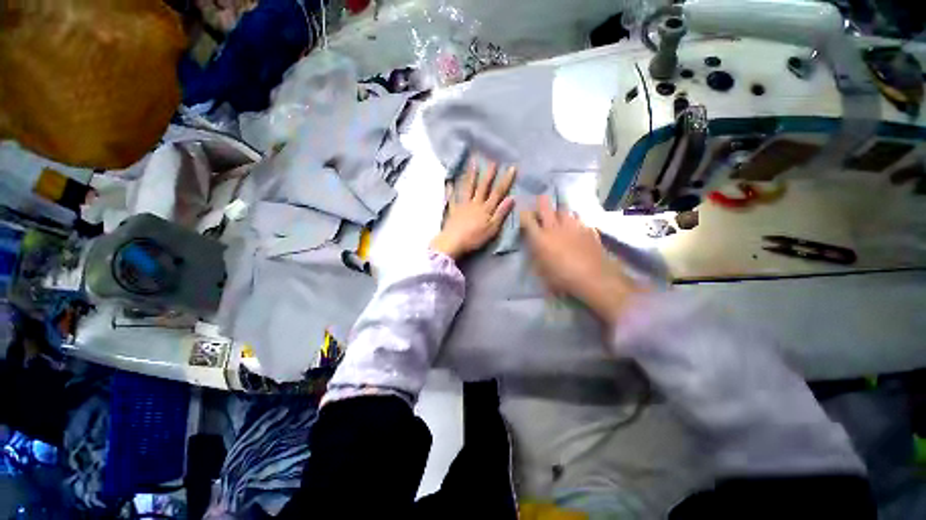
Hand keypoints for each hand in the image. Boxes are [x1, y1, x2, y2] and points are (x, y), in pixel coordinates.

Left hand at [430, 160, 516, 259]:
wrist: (453, 242)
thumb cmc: (474, 238)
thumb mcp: (492, 229)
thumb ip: (501, 213)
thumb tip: (511, 198)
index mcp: (486, 209)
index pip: (498, 192)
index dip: (505, 180)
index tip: (512, 167)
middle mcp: (475, 203)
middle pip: (483, 186)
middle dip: (488, 173)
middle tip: (492, 161)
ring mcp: (462, 205)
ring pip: (467, 187)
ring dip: (470, 175)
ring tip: (472, 163)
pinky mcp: (453, 210)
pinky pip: (451, 197)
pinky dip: (450, 189)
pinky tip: (449, 181)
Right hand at [520, 196, 643, 324]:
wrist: (593, 278)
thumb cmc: (562, 278)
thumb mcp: (541, 271)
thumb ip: (536, 256)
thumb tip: (534, 248)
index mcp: (540, 238)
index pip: (527, 219)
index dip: (524, 215)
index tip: (524, 216)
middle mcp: (554, 227)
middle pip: (545, 206)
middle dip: (541, 202)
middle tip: (541, 204)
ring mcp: (573, 226)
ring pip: (564, 210)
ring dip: (560, 212)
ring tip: (560, 218)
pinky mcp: (588, 229)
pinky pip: (580, 220)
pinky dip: (576, 222)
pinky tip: (577, 228)